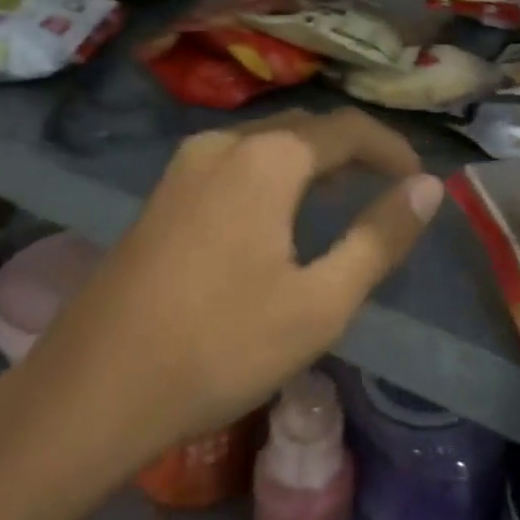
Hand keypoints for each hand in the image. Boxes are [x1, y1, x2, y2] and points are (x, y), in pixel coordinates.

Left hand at [0, 108, 443, 519]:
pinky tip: (280, 217)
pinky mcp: (161, 195)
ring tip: (344, 200)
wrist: (90, 391)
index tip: (420, 181)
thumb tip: (428, 188)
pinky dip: (274, 177)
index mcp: (267, 158)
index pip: (348, 129)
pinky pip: (235, 165)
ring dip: (312, 164)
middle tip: (389, 189)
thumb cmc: (219, 347)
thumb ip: (380, 237)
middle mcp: (223, 144)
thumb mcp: (320, 302)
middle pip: (305, 129)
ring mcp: (183, 167)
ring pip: (267, 146)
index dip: (392, 149)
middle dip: (354, 152)